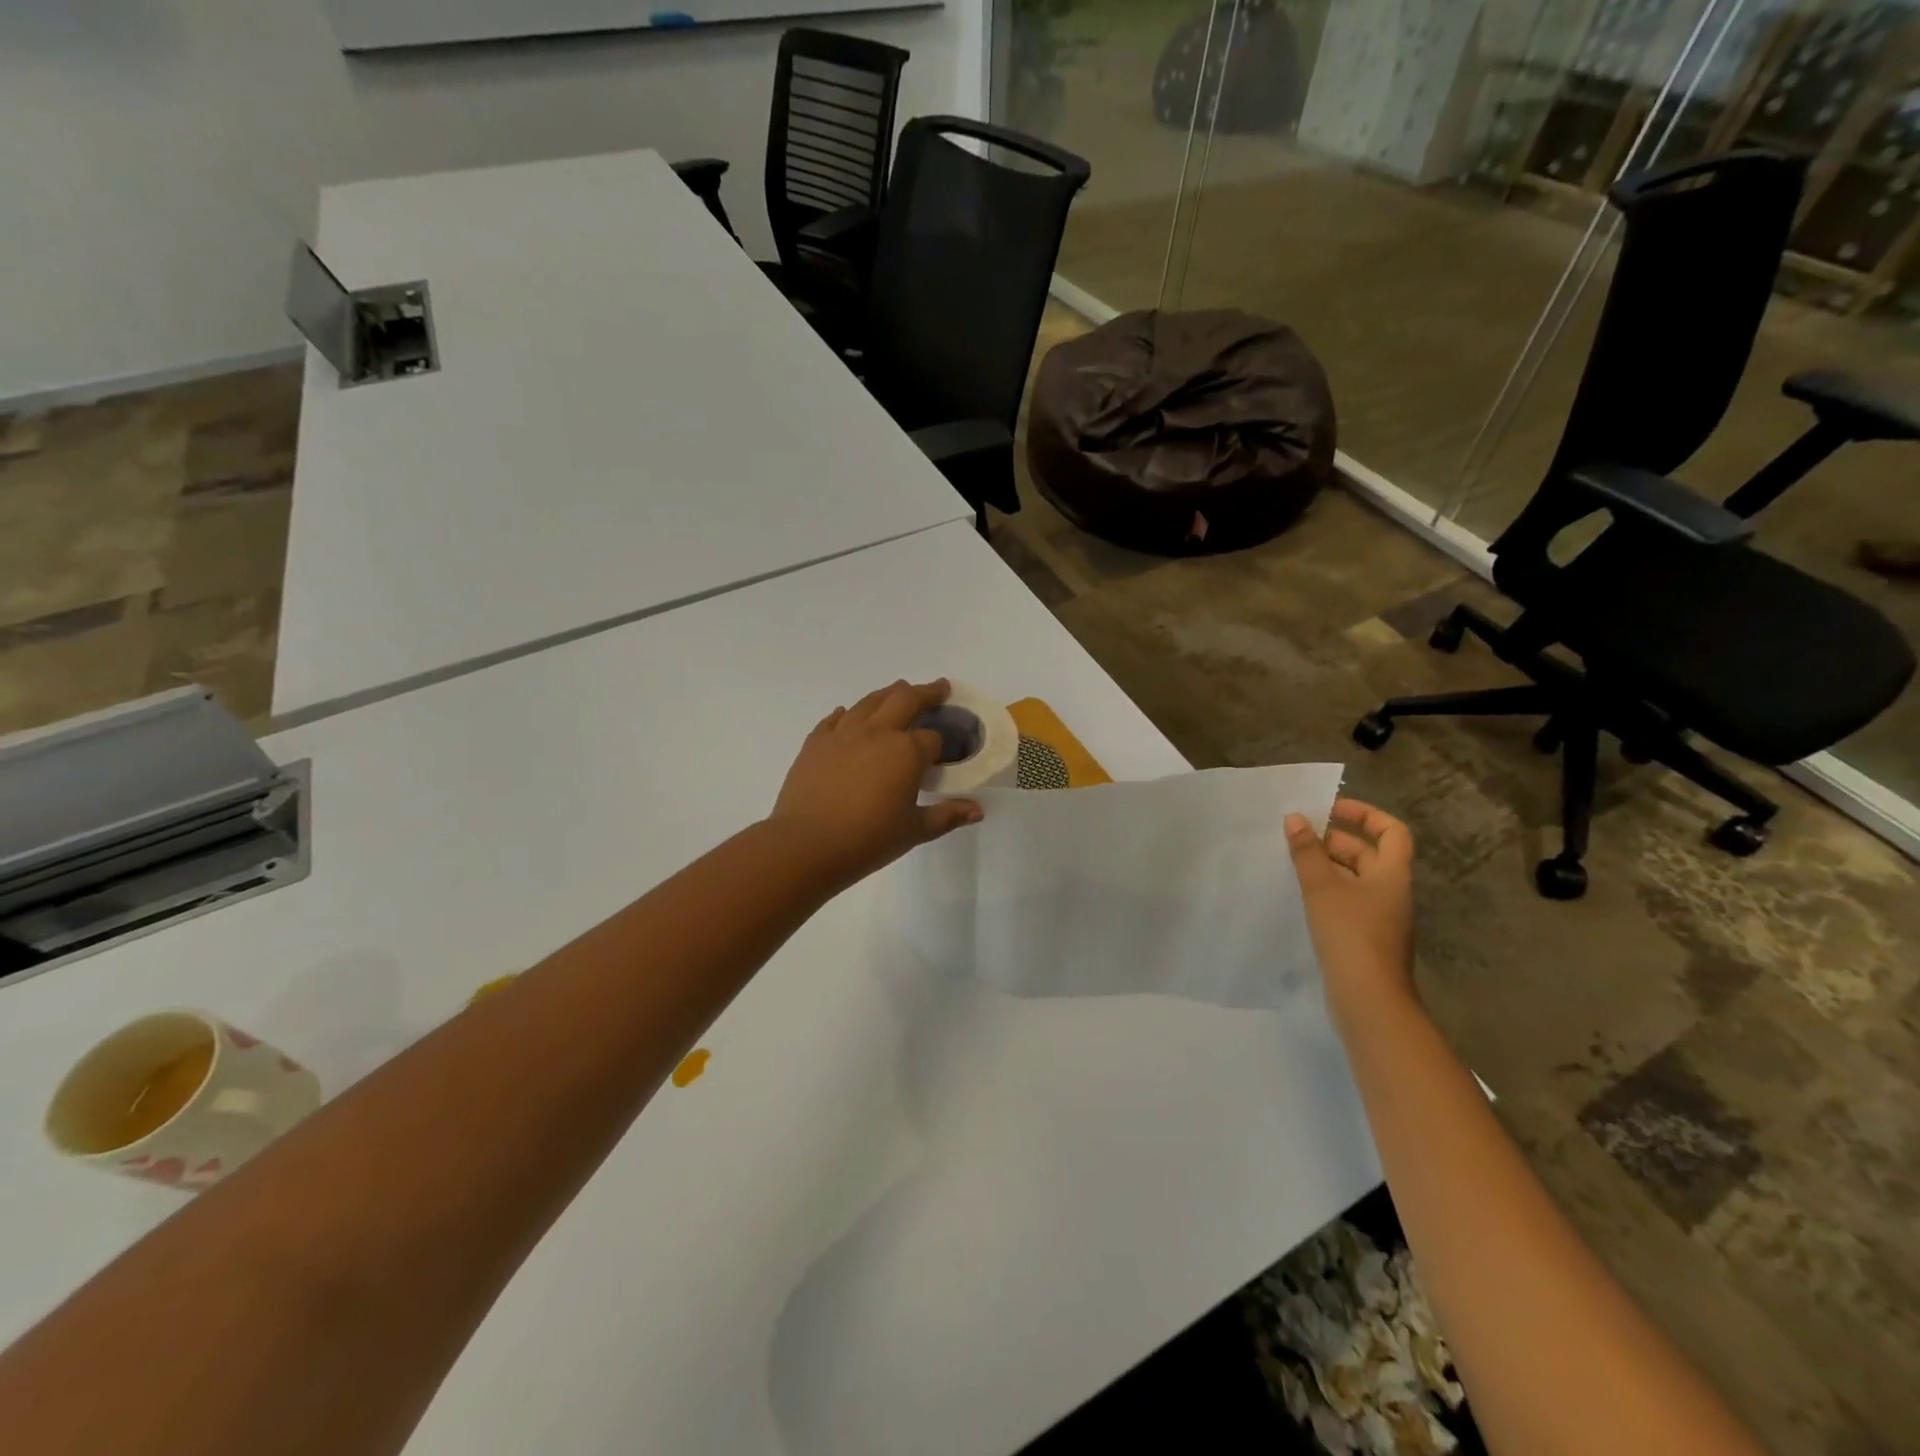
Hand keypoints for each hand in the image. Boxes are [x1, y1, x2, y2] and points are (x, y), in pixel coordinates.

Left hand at [768, 679, 982, 888]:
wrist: (806, 844)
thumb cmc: (868, 839)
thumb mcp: (914, 831)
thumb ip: (947, 815)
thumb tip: (978, 811)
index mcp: (906, 751)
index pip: (932, 738)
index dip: (941, 745)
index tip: (943, 753)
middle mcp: (877, 732)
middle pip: (905, 699)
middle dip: (926, 693)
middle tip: (939, 689)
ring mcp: (843, 733)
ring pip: (870, 701)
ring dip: (889, 693)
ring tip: (899, 691)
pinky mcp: (816, 742)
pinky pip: (835, 719)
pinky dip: (848, 714)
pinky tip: (849, 715)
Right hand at [1285, 798, 1416, 1023]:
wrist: (1368, 999)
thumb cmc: (1350, 934)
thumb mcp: (1322, 887)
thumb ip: (1307, 851)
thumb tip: (1295, 818)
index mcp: (1392, 874)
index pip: (1391, 830)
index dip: (1364, 814)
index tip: (1330, 809)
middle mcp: (1391, 892)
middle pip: (1368, 854)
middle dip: (1333, 841)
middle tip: (1297, 838)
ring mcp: (1380, 918)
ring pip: (1354, 880)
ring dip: (1325, 867)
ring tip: (1291, 864)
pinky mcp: (1365, 939)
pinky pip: (1346, 903)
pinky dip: (1325, 893)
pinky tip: (1299, 898)